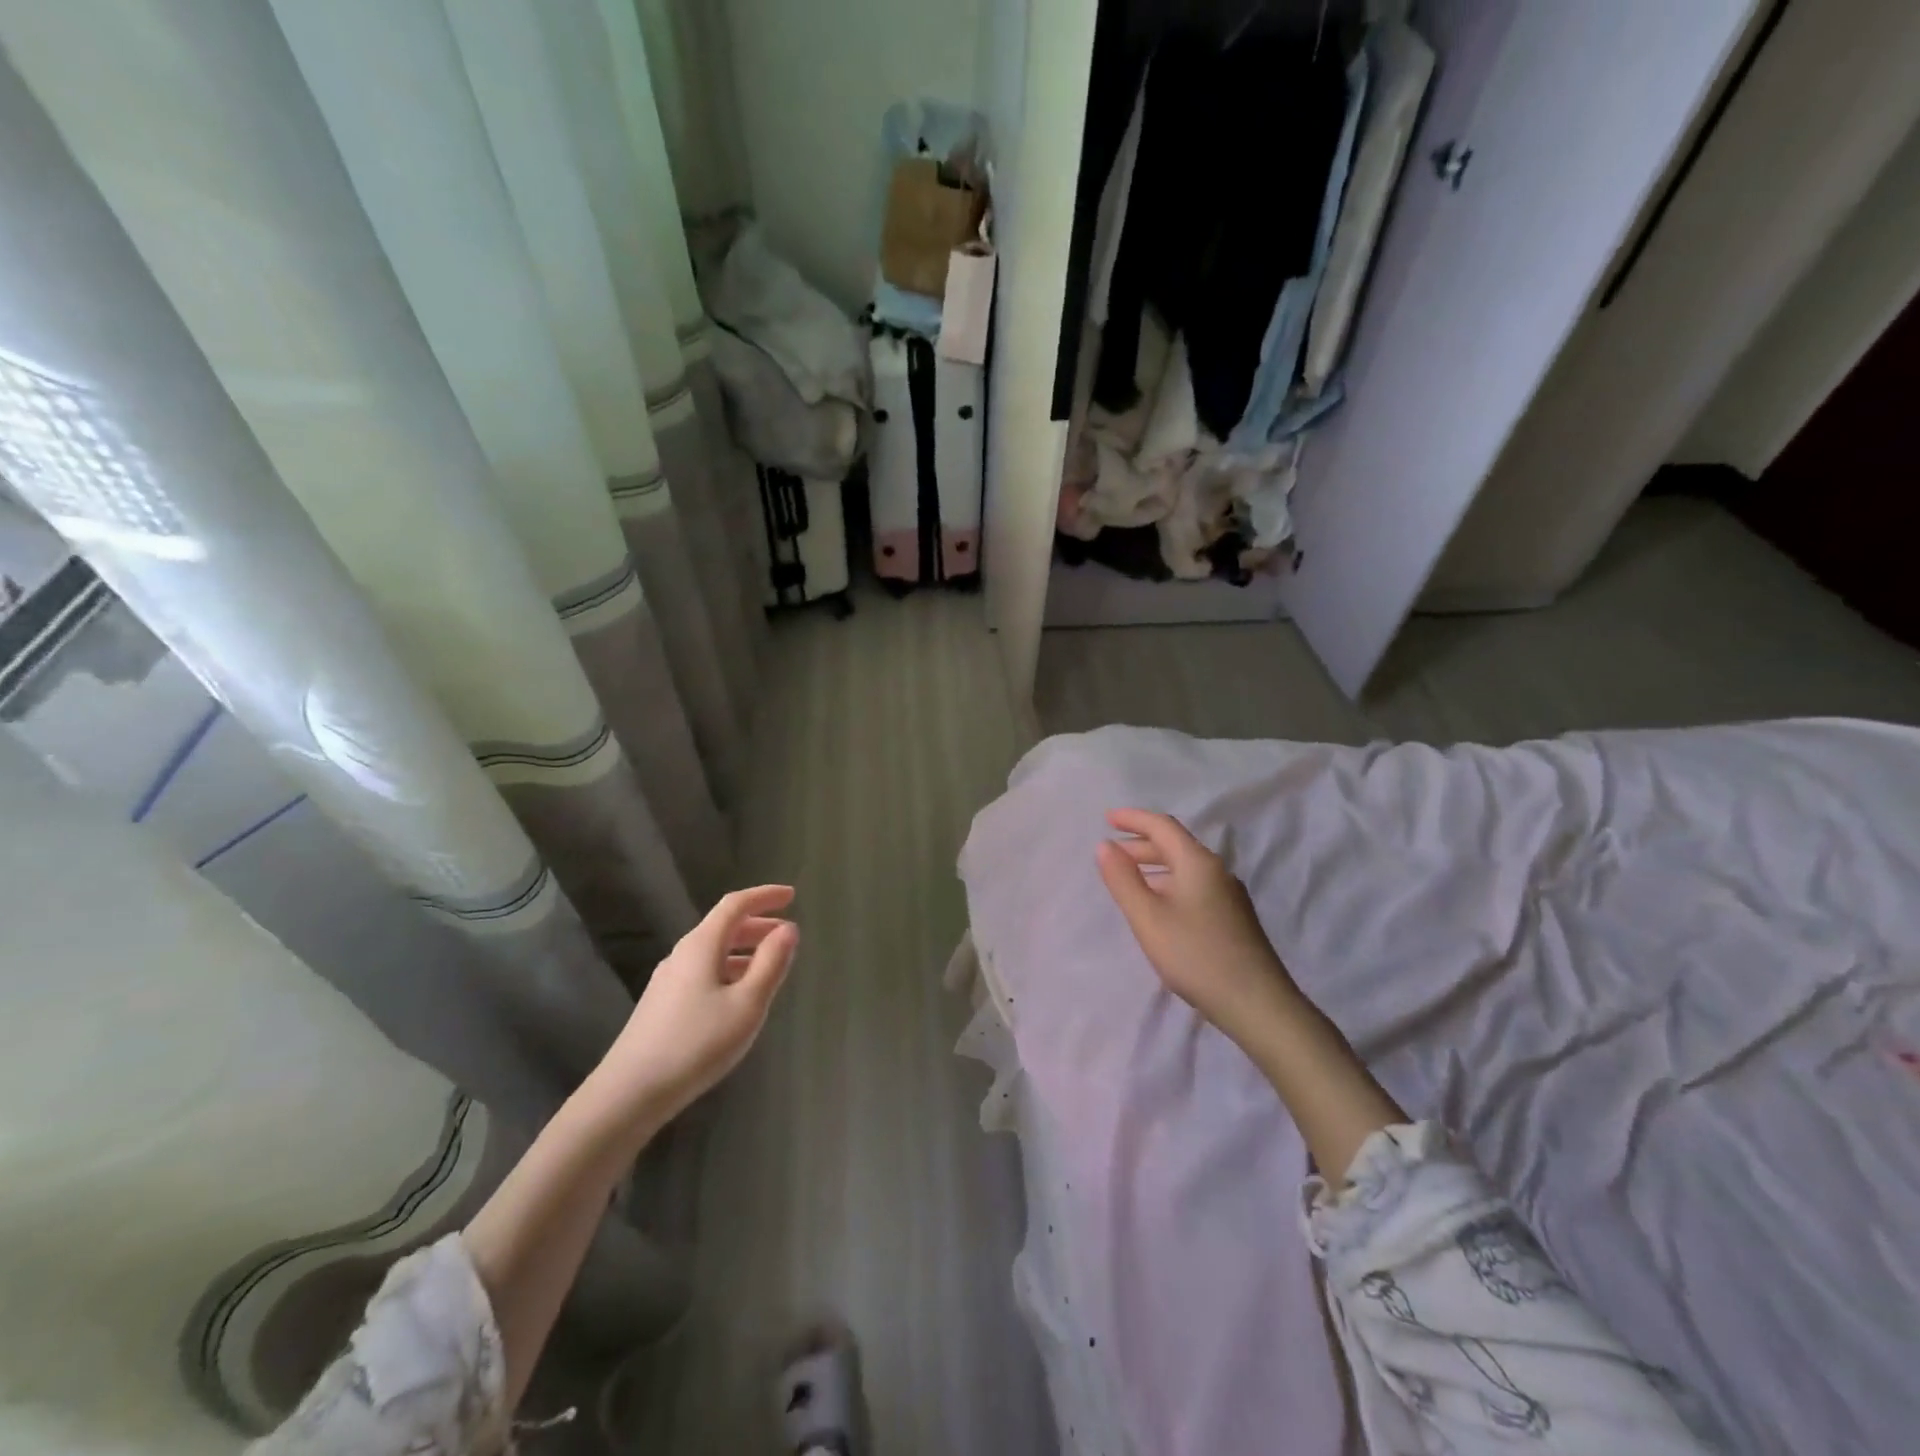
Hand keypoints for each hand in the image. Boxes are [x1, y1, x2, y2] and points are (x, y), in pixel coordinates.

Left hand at [589, 885, 799, 1131]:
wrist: (630, 1093)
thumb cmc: (696, 1043)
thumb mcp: (747, 1004)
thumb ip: (771, 963)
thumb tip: (788, 929)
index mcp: (701, 945)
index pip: (735, 905)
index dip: (764, 896)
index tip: (792, 895)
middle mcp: (682, 955)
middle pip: (723, 926)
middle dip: (758, 924)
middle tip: (787, 934)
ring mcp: (668, 980)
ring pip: (713, 952)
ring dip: (745, 950)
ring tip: (771, 966)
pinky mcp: (662, 1004)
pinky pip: (704, 972)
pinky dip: (729, 970)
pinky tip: (740, 996)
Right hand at [1096, 809, 1298, 1048]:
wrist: (1257, 1003)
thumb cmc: (1195, 955)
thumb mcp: (1148, 918)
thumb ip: (1123, 880)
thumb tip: (1105, 845)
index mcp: (1197, 863)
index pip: (1162, 826)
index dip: (1133, 819)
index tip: (1106, 819)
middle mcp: (1216, 871)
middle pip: (1175, 845)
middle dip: (1141, 844)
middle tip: (1111, 853)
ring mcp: (1229, 895)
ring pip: (1185, 867)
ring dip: (1154, 866)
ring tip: (1129, 880)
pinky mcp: (1233, 918)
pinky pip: (1194, 885)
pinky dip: (1169, 883)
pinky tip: (1159, 907)